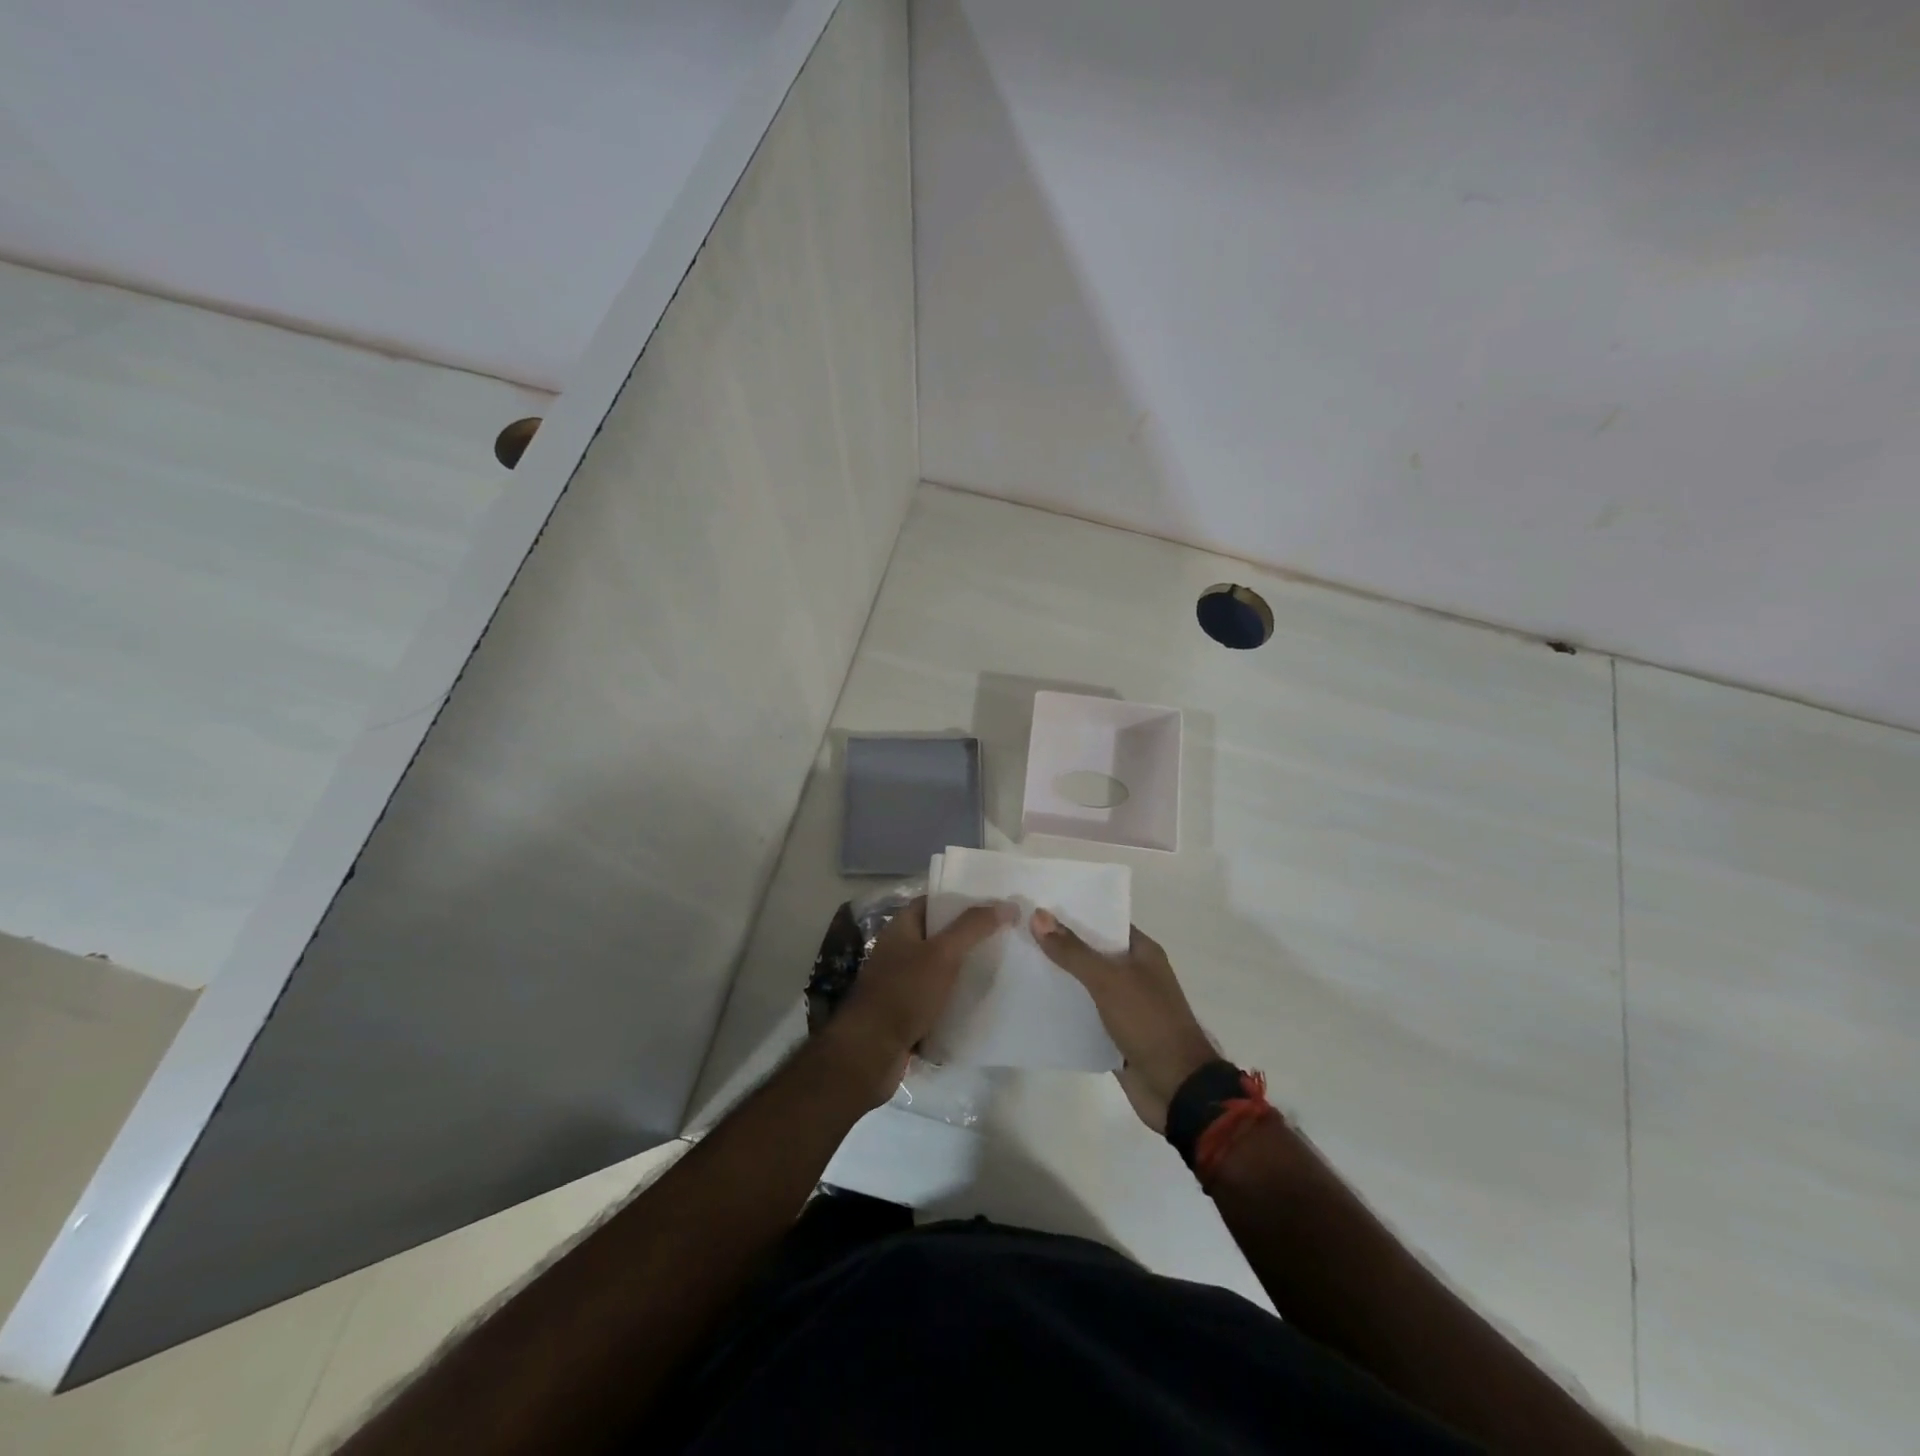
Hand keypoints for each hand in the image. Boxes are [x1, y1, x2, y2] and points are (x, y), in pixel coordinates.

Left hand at [830, 897, 1015, 1103]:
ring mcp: (900, 984)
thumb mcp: (943, 953)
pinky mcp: (906, 1014)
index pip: (932, 903)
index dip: (960, 901)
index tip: (992, 906)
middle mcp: (898, 951)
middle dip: (967, 938)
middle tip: (1003, 938)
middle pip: (938, 937)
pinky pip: (936, 1000)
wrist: (871, 1051)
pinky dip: (955, 1001)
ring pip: (939, 970)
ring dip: (963, 971)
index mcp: (900, 928)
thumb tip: (1007, 904)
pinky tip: (980, 1004)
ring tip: (999, 970)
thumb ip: (973, 927)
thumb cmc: (905, 992)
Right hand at [1031, 910, 1216, 1132]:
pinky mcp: (1113, 1033)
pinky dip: (1063, 1007)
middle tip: (1018, 929)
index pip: (1104, 921)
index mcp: (1142, 952)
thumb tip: (1038, 915)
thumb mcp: (1109, 981)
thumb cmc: (1149, 1023)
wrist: (1176, 1088)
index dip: (1074, 912)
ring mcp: (1124, 1004)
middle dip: (1060, 943)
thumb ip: (1073, 951)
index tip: (1038, 903)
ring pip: (1085, 983)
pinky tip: (1032, 1000)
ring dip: (1058, 975)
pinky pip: (1083, 1013)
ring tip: (1016, 959)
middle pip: (1092, 951)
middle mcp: (1134, 973)